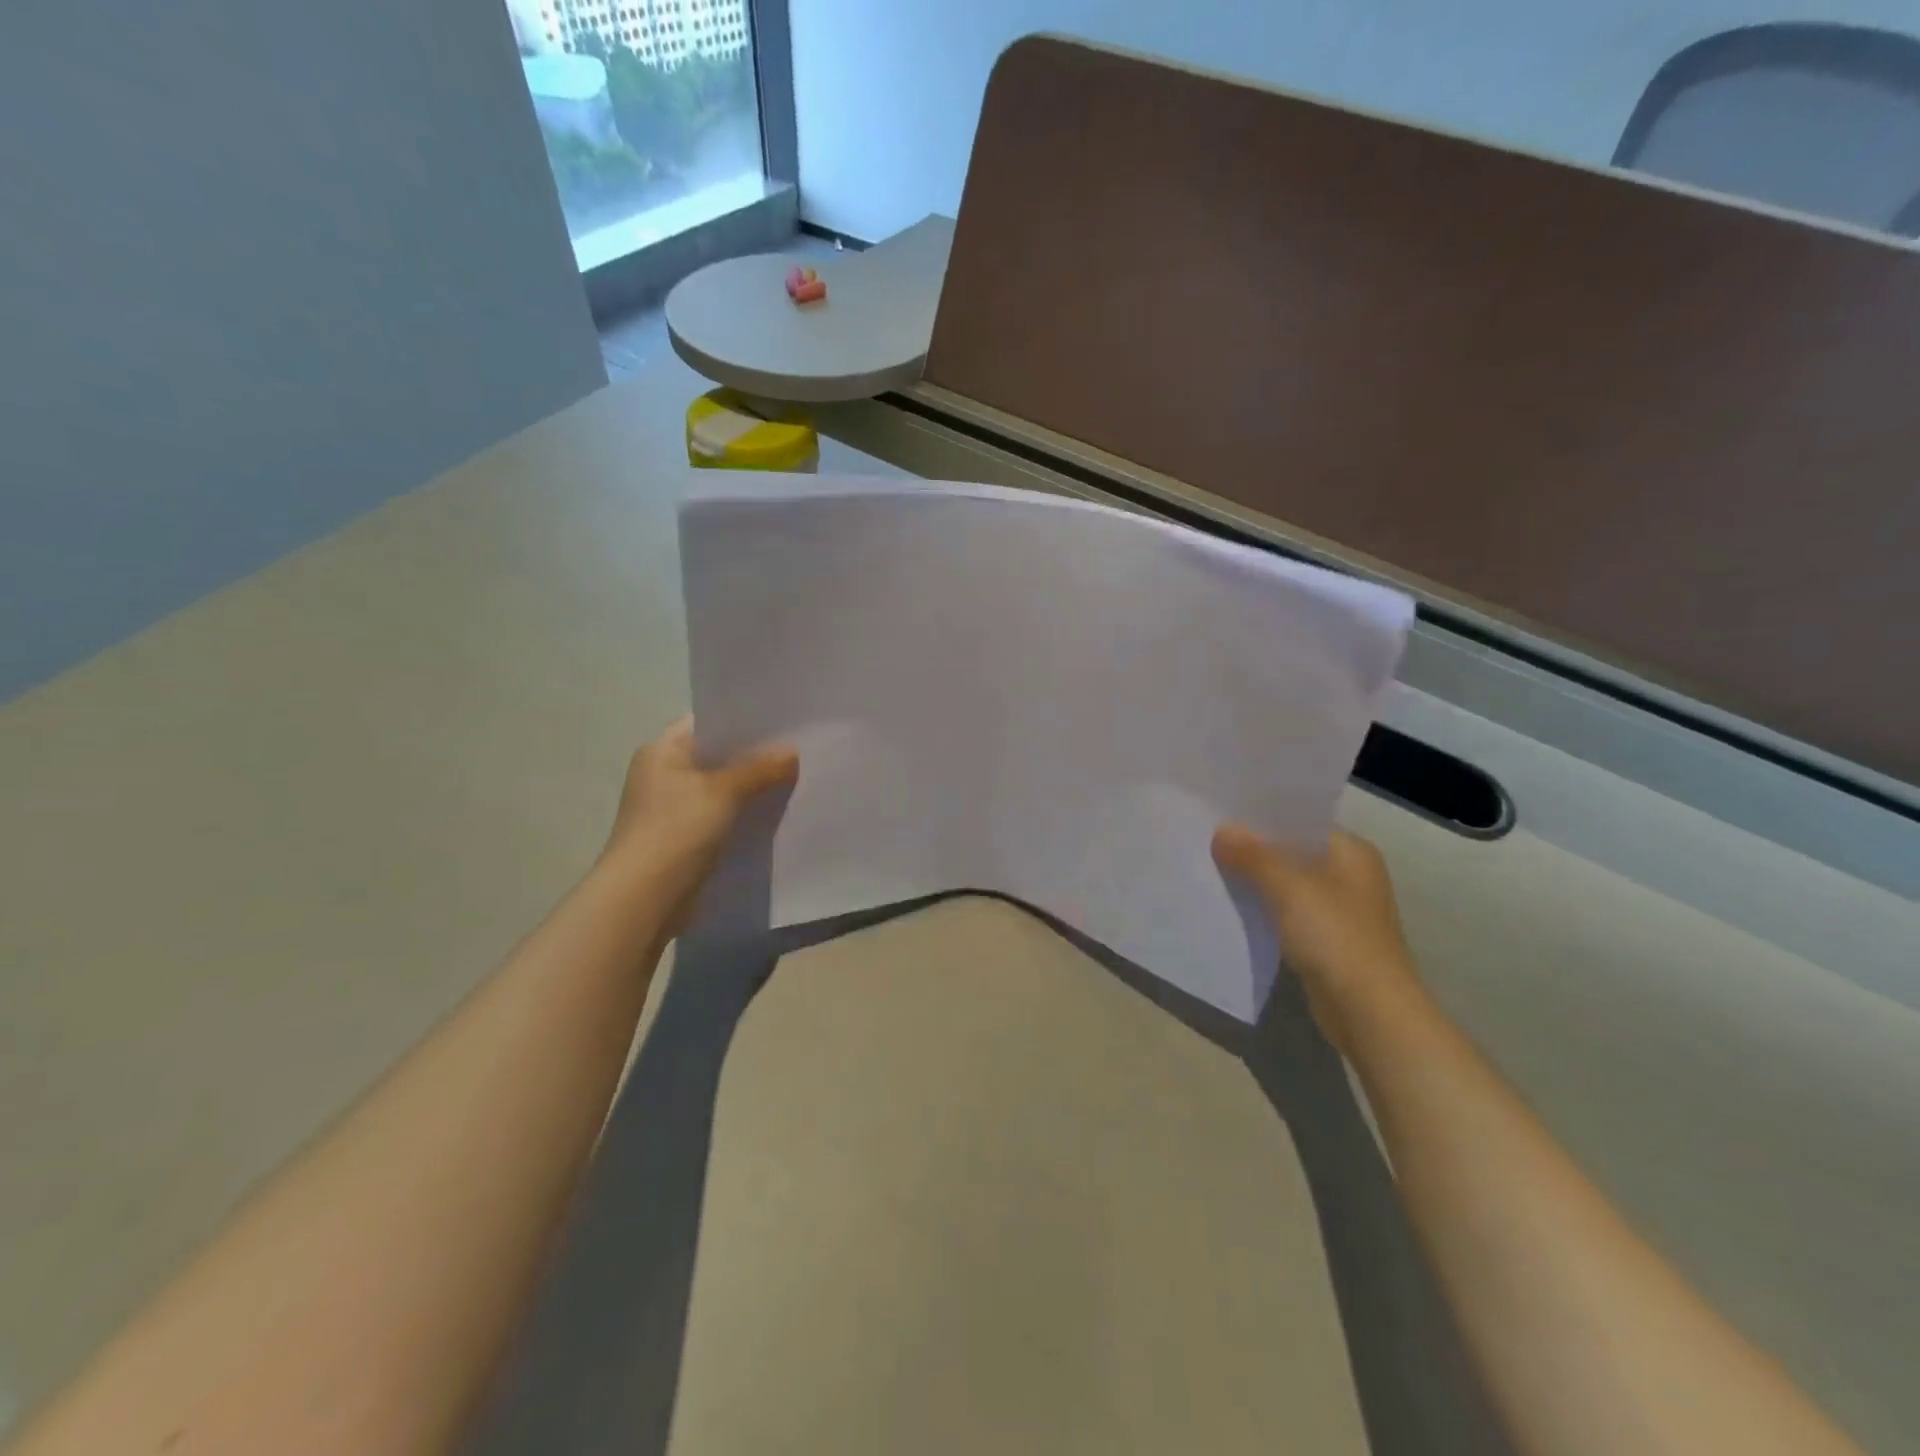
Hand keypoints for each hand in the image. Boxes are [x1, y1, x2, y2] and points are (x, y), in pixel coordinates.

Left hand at [599, 716, 798, 930]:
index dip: (744, 720)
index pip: (708, 723)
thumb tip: (793, 752)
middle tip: (800, 749)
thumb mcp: (723, 791)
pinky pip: (723, 816)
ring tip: (797, 779)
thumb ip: (760, 768)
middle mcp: (664, 774)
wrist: (645, 898)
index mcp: (663, 751)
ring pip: (723, 788)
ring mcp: (673, 808)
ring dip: (753, 787)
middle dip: (755, 756)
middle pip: (718, 756)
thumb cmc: (676, 830)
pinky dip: (745, 814)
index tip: (784, 721)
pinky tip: (777, 814)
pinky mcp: (686, 838)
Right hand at [1213, 824, 1425, 1053]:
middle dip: (1253, 848)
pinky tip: (1232, 905)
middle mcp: (1349, 875)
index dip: (1262, 817)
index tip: (1221, 812)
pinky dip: (1263, 907)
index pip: (1301, 821)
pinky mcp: (1326, 940)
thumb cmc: (1336, 936)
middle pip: (1292, 852)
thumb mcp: (1289, 887)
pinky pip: (1286, 912)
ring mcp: (1339, 910)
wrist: (1369, 1011)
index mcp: (1352, 852)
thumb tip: (1222, 831)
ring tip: (1211, 866)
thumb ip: (1253, 856)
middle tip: (1208, 838)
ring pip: (1287, 883)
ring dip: (1255, 879)